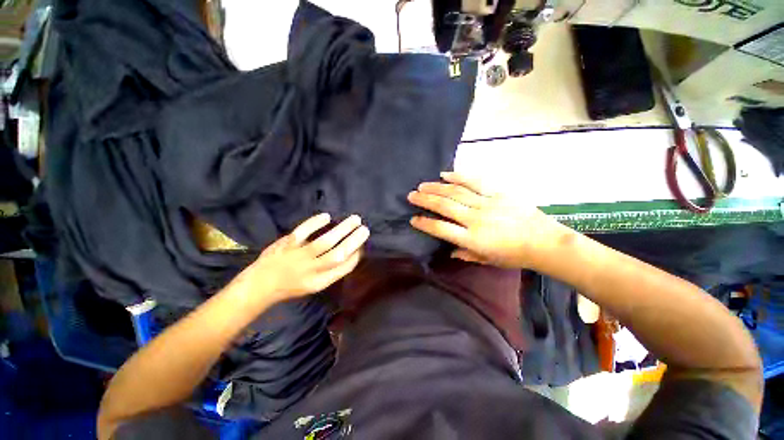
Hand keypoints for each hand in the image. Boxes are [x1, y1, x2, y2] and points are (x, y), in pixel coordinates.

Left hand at [243, 213, 368, 300]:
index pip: (344, 267)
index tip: (362, 245)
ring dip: (342, 229)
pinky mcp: (287, 245)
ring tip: (355, 219)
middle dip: (354, 241)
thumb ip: (331, 271)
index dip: (356, 254)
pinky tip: (326, 216)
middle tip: (365, 229)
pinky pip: (303, 232)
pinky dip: (315, 223)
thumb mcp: (314, 285)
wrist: (259, 286)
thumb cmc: (290, 287)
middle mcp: (311, 271)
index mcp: (320, 282)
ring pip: (325, 242)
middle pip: (338, 255)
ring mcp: (298, 257)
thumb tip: (349, 252)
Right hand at [407, 172, 563, 268]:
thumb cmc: (514, 255)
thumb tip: (449, 250)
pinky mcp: (497, 193)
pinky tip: (445, 174)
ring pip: (455, 192)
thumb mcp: (487, 260)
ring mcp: (486, 203)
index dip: (425, 223)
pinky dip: (459, 176)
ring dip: (436, 188)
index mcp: (472, 239)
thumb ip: (465, 254)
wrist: (544, 241)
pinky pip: (474, 182)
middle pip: (444, 206)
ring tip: (422, 185)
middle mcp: (475, 219)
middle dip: (425, 200)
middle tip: (411, 195)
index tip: (413, 219)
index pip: (441, 229)